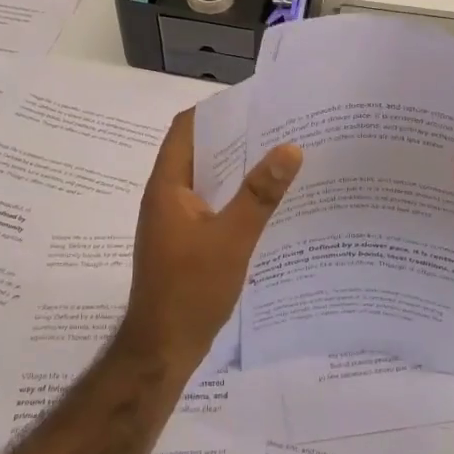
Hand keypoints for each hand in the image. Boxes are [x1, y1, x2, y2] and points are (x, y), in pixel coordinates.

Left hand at [124, 109, 302, 373]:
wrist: (162, 350)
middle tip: (280, 128)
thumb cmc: (190, 289)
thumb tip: (290, 147)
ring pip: (209, 180)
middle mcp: (168, 196)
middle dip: (237, 138)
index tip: (256, 102)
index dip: (218, 110)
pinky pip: (212, 205)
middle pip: (200, 151)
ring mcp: (175, 220)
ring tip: (281, 159)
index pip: (187, 128)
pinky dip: (236, 197)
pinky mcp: (185, 242)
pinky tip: (267, 204)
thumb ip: (261, 194)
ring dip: (238, 169)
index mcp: (169, 186)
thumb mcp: (232, 239)